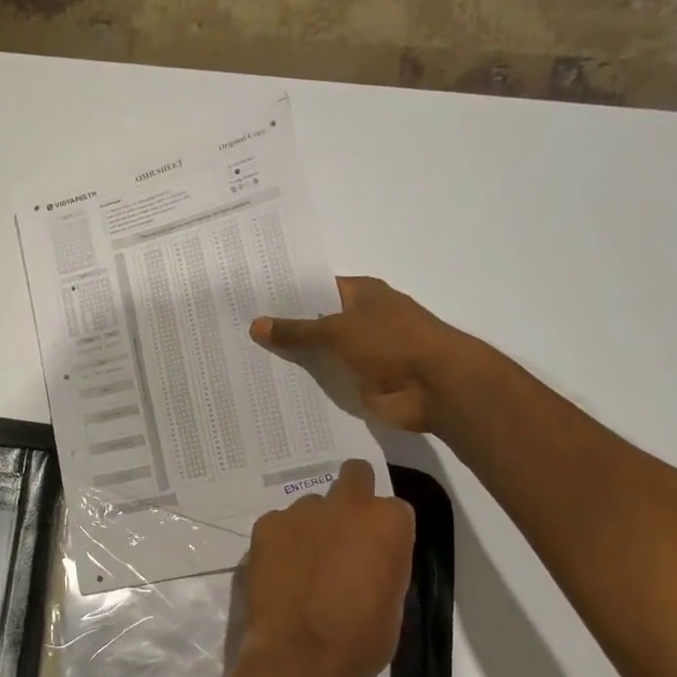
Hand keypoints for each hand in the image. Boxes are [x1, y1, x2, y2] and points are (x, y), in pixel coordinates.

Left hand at [231, 459, 415, 676]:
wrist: (299, 658)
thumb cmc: (360, 640)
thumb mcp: (392, 599)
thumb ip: (383, 559)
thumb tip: (368, 553)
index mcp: (386, 521)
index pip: (393, 508)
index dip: (383, 531)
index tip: (374, 552)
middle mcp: (345, 503)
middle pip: (354, 477)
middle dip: (352, 497)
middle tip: (342, 535)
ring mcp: (300, 511)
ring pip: (311, 505)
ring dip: (312, 526)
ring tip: (304, 565)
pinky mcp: (265, 525)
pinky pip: (279, 525)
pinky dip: (282, 541)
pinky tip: (280, 572)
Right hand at [249, 276, 461, 433]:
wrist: (436, 387)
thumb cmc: (391, 342)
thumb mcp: (337, 330)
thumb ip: (297, 330)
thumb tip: (256, 325)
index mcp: (363, 294)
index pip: (317, 289)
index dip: (287, 294)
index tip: (251, 302)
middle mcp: (363, 319)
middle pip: (316, 322)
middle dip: (285, 329)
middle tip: (240, 333)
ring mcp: (364, 353)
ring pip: (321, 354)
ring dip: (295, 360)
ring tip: (248, 362)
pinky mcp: (363, 382)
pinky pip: (329, 381)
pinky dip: (309, 385)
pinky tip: (274, 388)